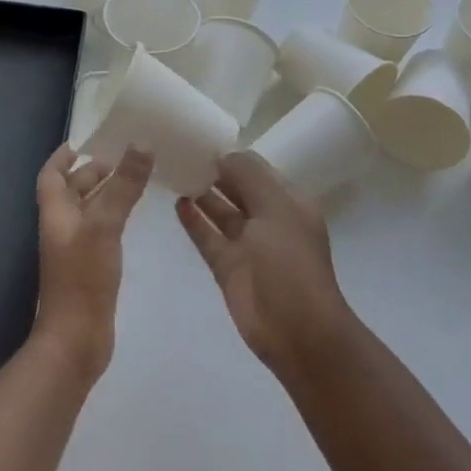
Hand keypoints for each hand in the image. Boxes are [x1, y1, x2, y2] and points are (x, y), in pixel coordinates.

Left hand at [33, 144, 152, 381]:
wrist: (76, 340)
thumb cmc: (83, 278)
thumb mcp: (105, 225)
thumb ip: (123, 186)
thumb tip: (141, 143)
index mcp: (56, 213)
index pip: (52, 175)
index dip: (62, 157)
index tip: (82, 142)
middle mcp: (62, 228)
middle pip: (72, 191)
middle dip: (92, 173)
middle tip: (123, 159)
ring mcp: (76, 250)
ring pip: (88, 211)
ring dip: (106, 194)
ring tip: (134, 181)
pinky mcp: (91, 268)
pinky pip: (100, 231)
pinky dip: (114, 217)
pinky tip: (133, 218)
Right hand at [175, 152, 356, 376]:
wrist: (296, 330)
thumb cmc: (290, 262)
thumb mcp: (276, 209)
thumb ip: (249, 177)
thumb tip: (223, 155)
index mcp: (288, 202)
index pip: (258, 170)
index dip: (233, 156)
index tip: (203, 140)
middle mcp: (268, 219)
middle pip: (238, 189)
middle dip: (215, 172)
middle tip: (181, 151)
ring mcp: (248, 245)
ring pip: (221, 213)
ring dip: (202, 194)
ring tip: (174, 172)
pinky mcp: (228, 268)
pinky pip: (208, 238)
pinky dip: (194, 222)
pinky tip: (177, 204)